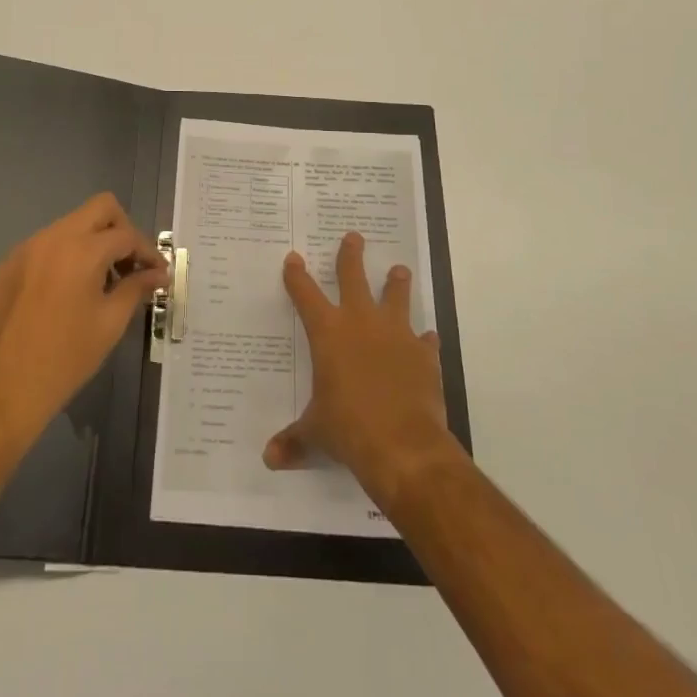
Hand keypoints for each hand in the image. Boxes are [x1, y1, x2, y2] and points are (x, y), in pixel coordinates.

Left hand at [0, 194, 166, 452]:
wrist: (6, 389)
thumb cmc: (67, 358)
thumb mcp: (110, 323)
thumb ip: (136, 288)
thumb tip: (158, 274)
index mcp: (81, 250)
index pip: (126, 235)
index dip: (148, 252)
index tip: (158, 273)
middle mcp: (53, 237)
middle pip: (100, 208)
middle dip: (122, 231)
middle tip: (132, 264)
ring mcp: (27, 247)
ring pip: (72, 223)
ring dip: (94, 241)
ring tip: (104, 279)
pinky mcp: (10, 263)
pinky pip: (48, 243)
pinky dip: (68, 254)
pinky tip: (71, 288)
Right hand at [264, 232, 457, 513]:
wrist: (403, 445)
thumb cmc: (348, 430)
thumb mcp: (315, 433)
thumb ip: (294, 441)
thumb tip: (269, 459)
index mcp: (328, 333)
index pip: (305, 294)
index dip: (297, 276)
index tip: (294, 257)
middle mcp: (360, 323)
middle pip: (353, 277)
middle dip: (351, 256)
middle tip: (353, 237)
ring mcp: (396, 335)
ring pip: (396, 297)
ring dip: (396, 283)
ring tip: (399, 269)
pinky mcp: (424, 355)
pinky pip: (424, 340)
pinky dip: (423, 340)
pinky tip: (427, 338)